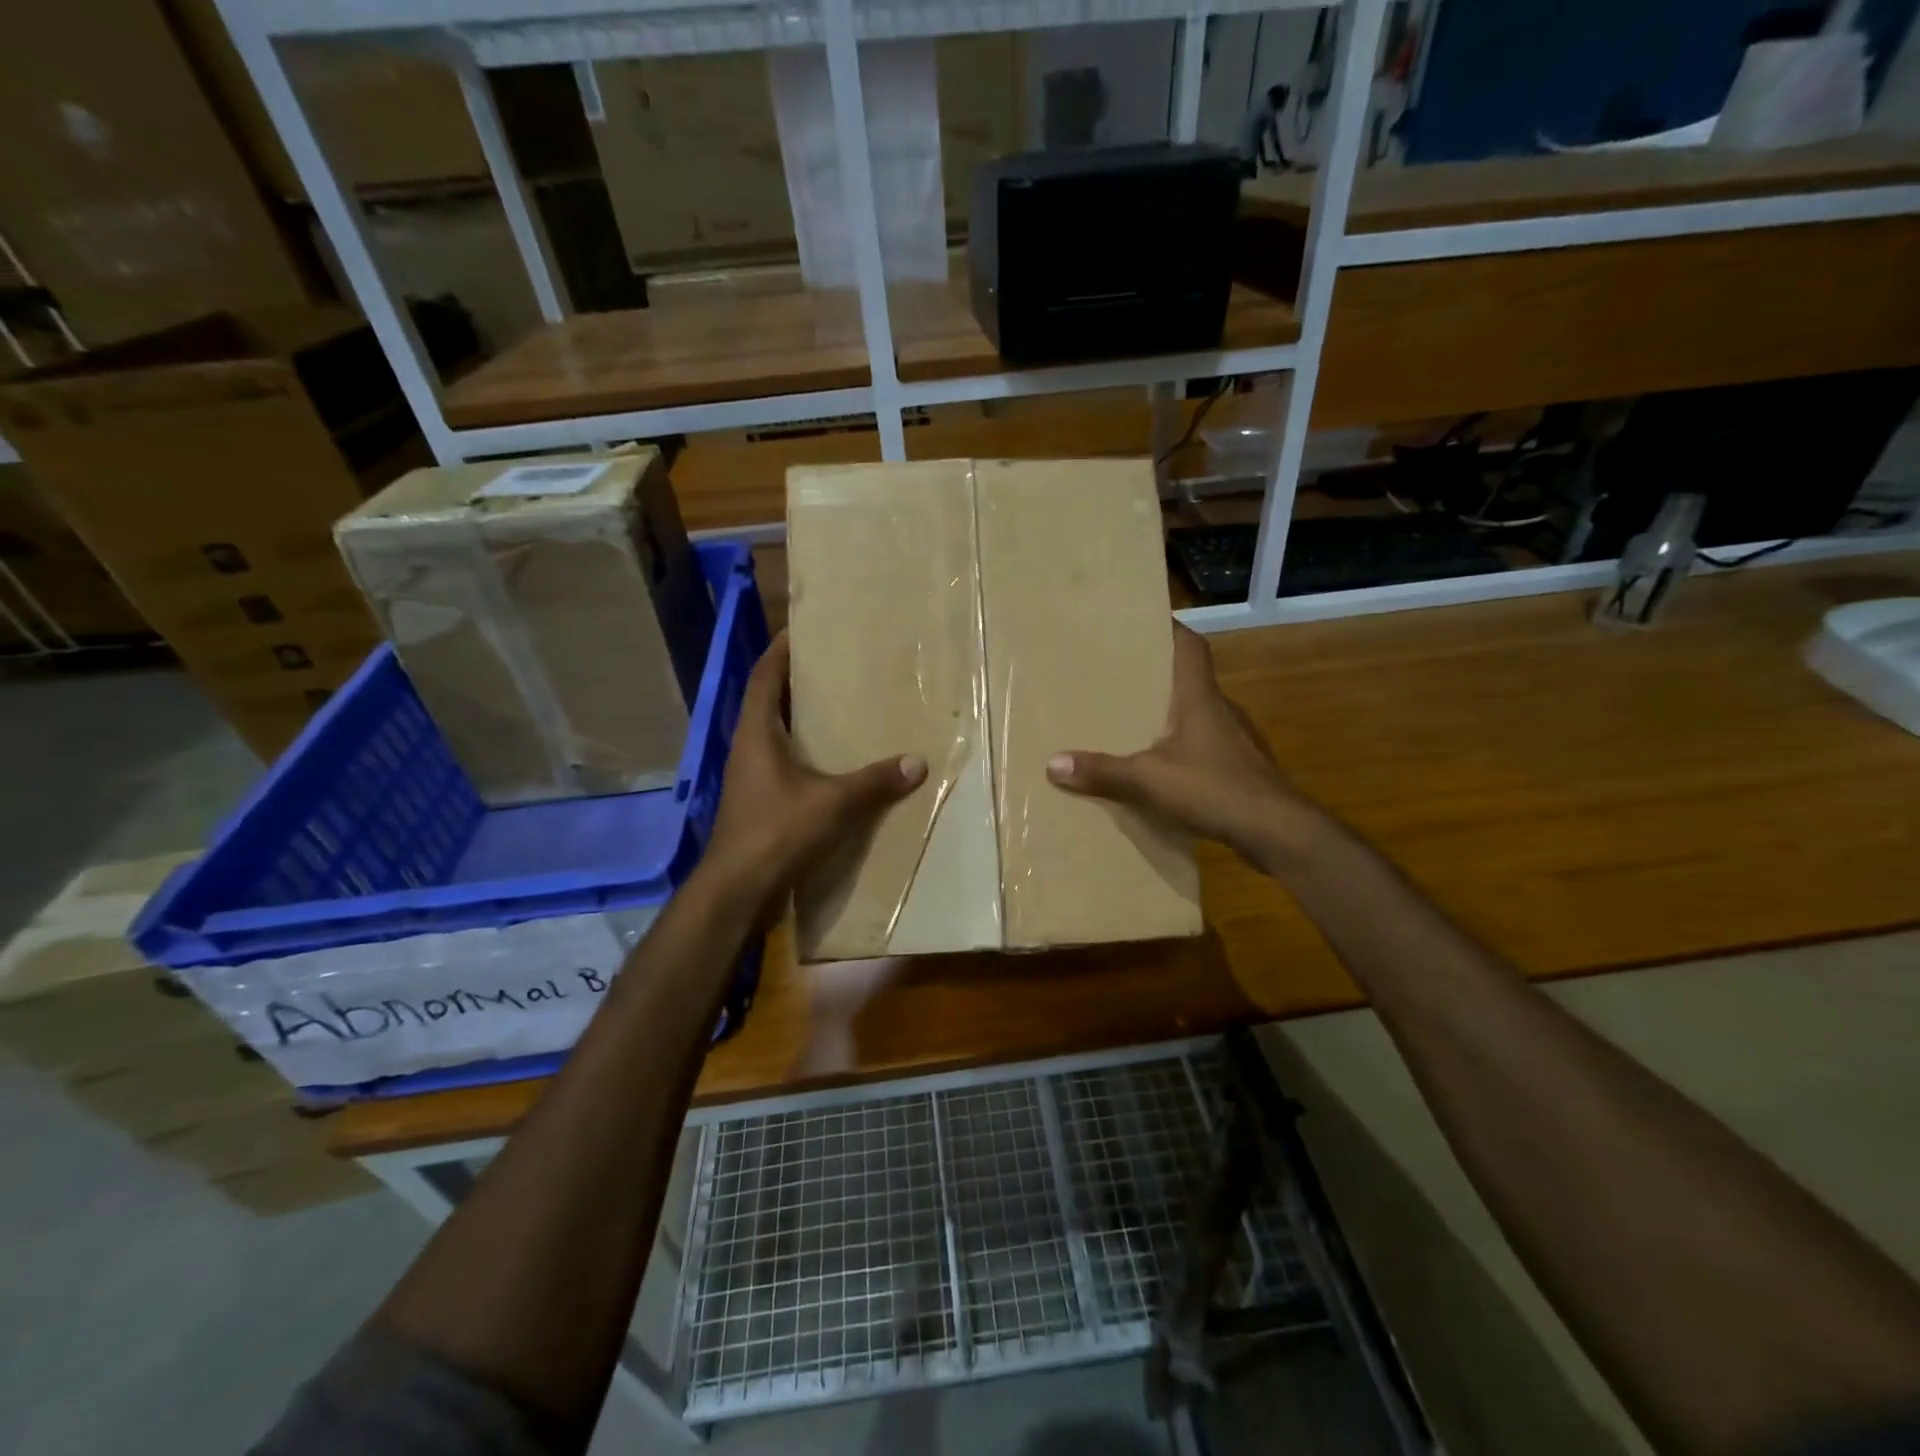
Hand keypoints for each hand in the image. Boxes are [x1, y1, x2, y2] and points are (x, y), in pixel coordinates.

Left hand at [701, 631, 926, 914]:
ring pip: (776, 734)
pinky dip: (806, 753)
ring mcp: (750, 777)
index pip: (764, 676)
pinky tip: (834, 762)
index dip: (781, 651)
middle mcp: (748, 748)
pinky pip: (783, 763)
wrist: (738, 890)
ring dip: (801, 718)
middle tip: (835, 666)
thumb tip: (917, 761)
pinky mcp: (758, 802)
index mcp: (756, 733)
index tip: (804, 630)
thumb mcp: (833, 803)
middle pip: (769, 701)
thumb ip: (875, 781)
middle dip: (797, 681)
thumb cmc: (777, 832)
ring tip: (840, 707)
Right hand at [1046, 623, 1312, 871]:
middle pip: (1190, 679)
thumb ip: (1103, 771)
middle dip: (1158, 676)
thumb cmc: (1215, 789)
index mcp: (1200, 698)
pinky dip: (1184, 748)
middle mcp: (1222, 710)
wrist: (1278, 832)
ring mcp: (1237, 740)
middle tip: (1121, 676)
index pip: (1191, 647)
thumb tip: (1053, 763)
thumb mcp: (1149, 780)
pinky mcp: (1242, 769)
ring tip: (1135, 721)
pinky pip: (1206, 746)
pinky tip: (1164, 767)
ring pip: (1199, 715)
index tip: (1145, 622)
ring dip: (1172, 715)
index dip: (1171, 629)